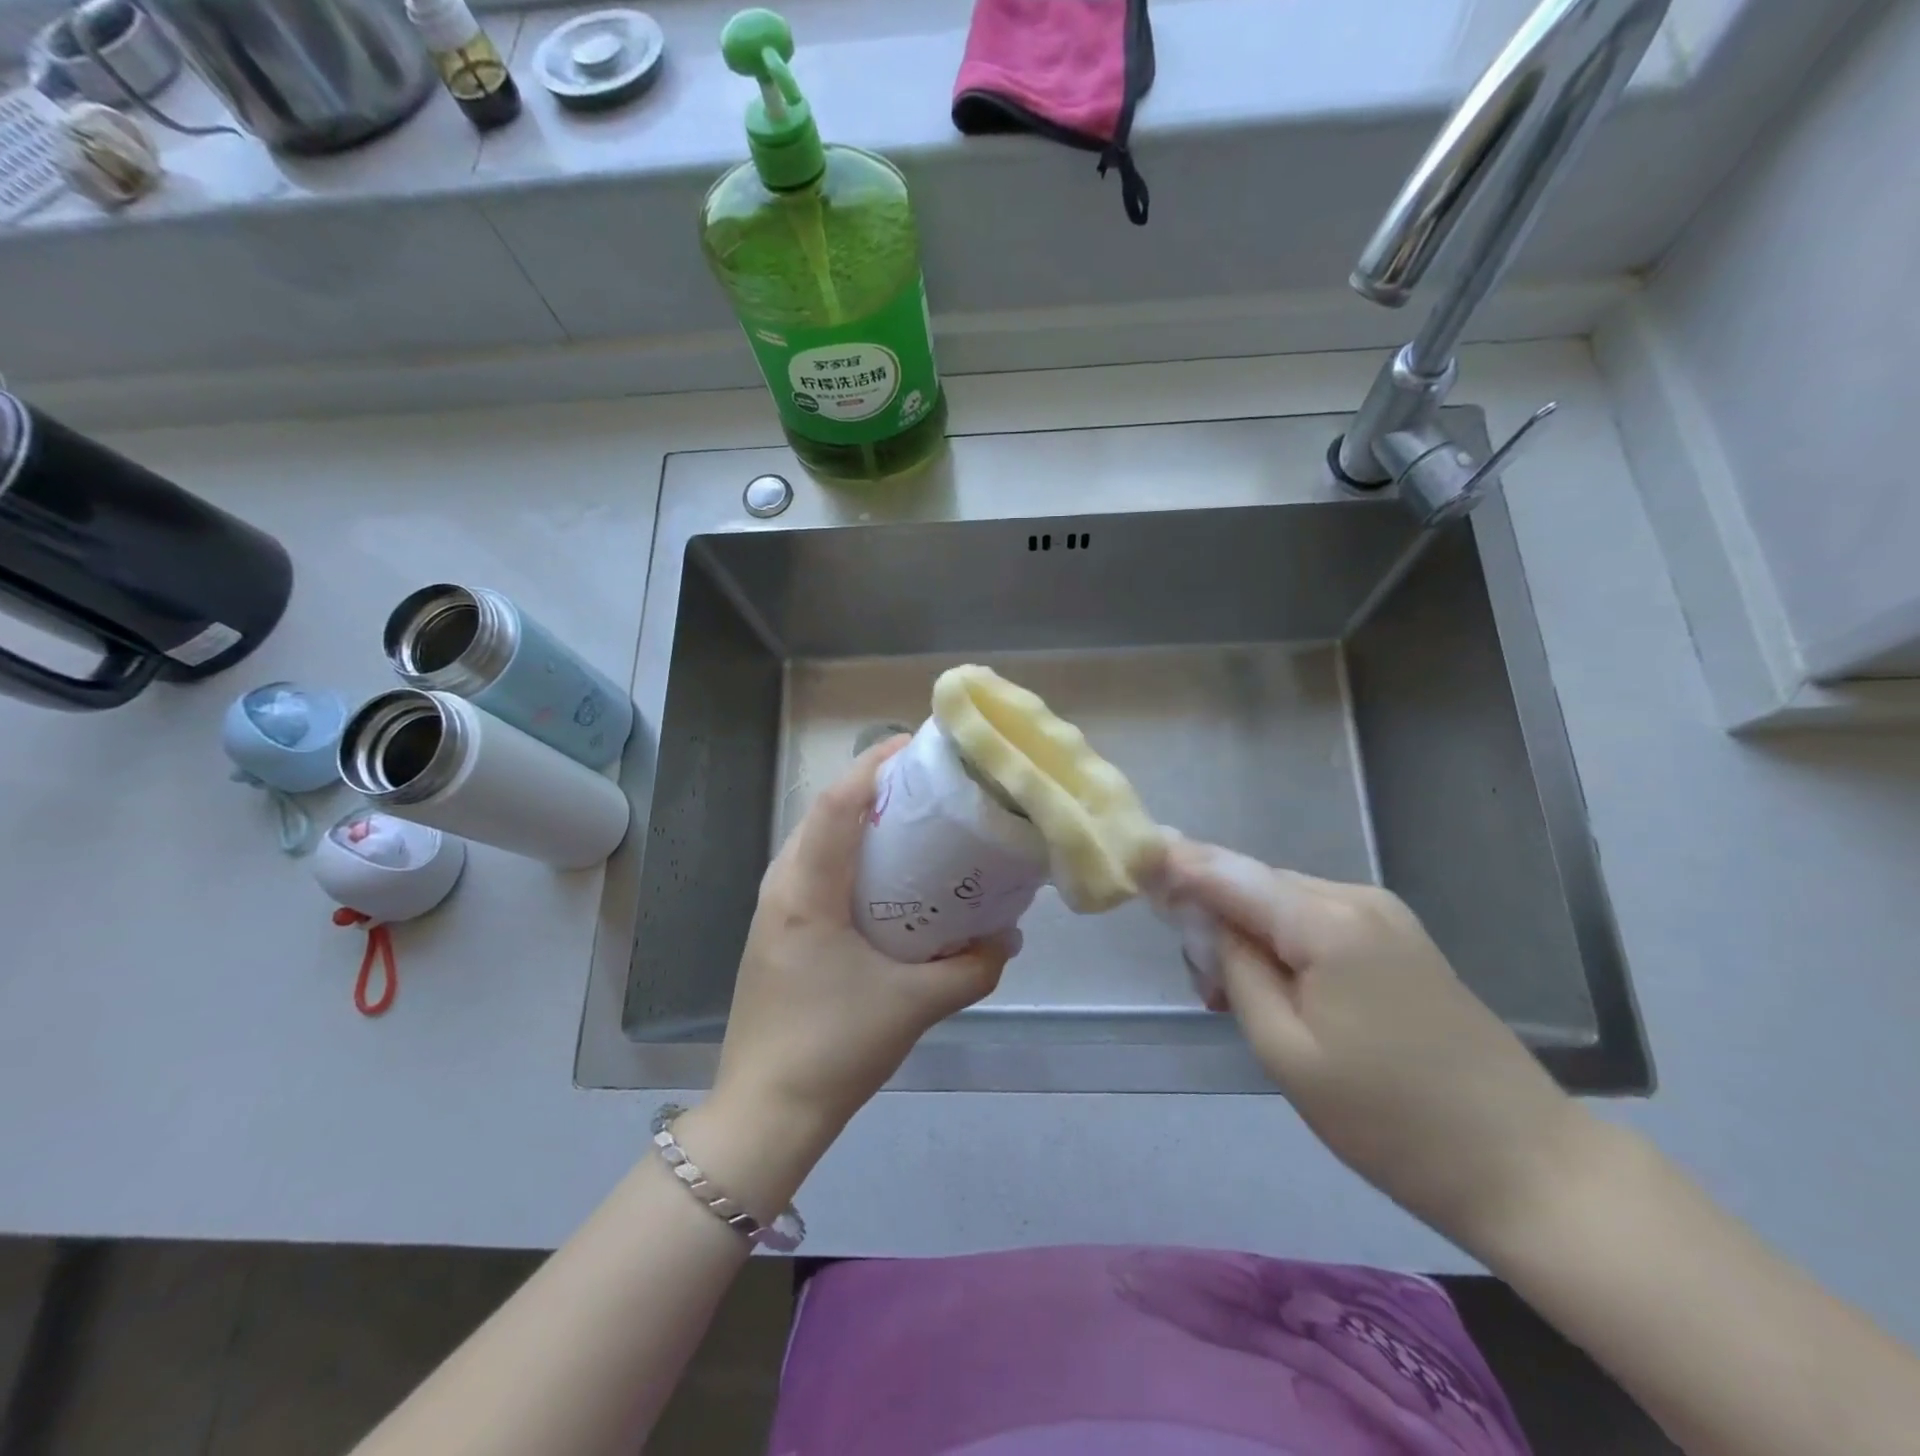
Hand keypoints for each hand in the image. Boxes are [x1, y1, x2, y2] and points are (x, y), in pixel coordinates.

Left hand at [699, 738, 1018, 1198]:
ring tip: (910, 817)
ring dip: (858, 817)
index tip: (918, 746)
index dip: (874, 765)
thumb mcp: (915, 1006)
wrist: (765, 1112)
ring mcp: (772, 907)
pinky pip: (813, 866)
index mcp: (806, 892)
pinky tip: (883, 873)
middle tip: (927, 782)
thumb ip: (972, 968)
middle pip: (824, 811)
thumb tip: (1008, 937)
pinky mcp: (776, 928)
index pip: (837, 805)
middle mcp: (781, 886)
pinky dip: (847, 850)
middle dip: (873, 784)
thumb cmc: (834, 1049)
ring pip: (815, 838)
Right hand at [1162, 837, 1593, 1256]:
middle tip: (1198, 983)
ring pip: (1283, 904)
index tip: (1132, 858)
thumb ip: (1236, 968)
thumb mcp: (1286, 1050)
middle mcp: (1354, 898)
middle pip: (1255, 885)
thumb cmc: (1389, 1119)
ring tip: (1233, 997)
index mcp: (1324, 920)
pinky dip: (1282, 944)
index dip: (1176, 864)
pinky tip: (1278, 990)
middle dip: (1212, 915)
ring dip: (1247, 934)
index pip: (1228, 874)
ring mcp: (1383, 916)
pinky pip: (1315, 922)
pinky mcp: (1398, 940)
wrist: (1526, 1167)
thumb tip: (1206, 918)